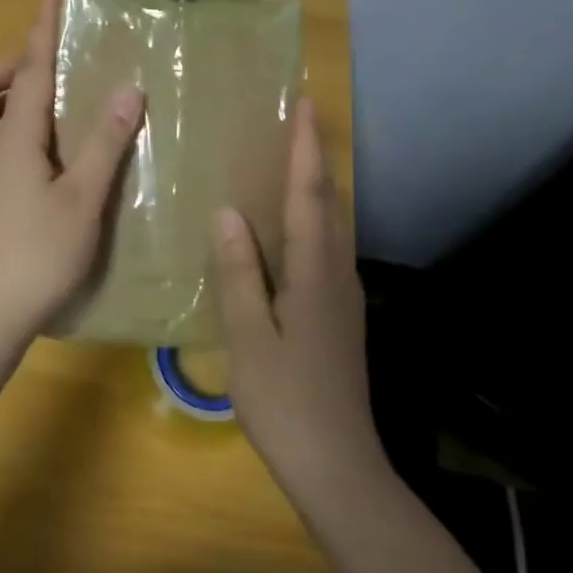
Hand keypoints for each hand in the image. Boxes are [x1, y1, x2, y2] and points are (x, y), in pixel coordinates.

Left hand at [0, 0, 142, 341]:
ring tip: (50, 108)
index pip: (29, 71)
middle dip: (7, 67)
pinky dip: (8, 128)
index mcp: (11, 137)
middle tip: (47, 75)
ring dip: (4, 98)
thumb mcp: (83, 196)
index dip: (41, 32)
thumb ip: (104, 141)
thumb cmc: (39, 252)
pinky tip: (44, 152)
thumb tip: (130, 90)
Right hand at [212, 97, 377, 494]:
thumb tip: (228, 212)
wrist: (338, 467)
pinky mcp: (341, 315)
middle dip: (315, 159)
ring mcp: (344, 297)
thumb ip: (238, 272)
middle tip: (297, 121)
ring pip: (332, 226)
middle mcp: (337, 274)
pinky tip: (289, 229)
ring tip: (290, 162)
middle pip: (329, 203)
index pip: (309, 196)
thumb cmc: (285, 401)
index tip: (304, 105)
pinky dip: (312, 220)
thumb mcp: (248, 336)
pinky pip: (326, 249)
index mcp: (314, 274)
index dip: (305, 149)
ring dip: (316, 188)